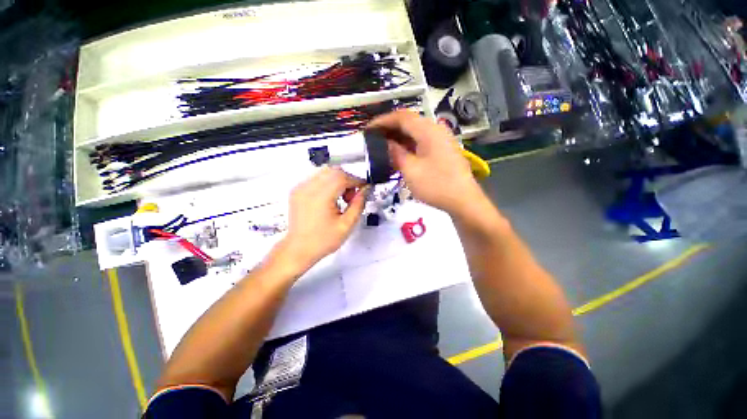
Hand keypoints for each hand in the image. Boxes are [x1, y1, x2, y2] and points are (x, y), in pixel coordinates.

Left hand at [276, 167, 366, 271]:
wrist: (299, 249)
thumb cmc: (322, 241)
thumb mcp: (347, 225)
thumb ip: (358, 204)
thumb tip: (365, 190)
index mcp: (321, 196)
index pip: (342, 177)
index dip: (356, 181)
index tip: (363, 188)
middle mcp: (308, 188)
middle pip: (334, 171)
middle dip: (347, 180)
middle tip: (351, 196)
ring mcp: (300, 188)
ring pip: (325, 172)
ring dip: (337, 180)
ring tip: (340, 198)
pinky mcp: (297, 191)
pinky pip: (316, 178)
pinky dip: (327, 183)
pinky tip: (329, 199)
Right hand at [368, 110, 482, 216]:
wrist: (463, 200)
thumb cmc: (435, 185)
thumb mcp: (410, 170)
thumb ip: (395, 153)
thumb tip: (385, 143)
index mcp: (428, 130)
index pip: (401, 117)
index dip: (383, 121)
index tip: (368, 129)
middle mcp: (436, 130)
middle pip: (409, 122)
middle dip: (390, 129)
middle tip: (374, 139)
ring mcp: (441, 140)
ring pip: (415, 133)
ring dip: (399, 138)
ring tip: (383, 147)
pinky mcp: (442, 150)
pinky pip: (421, 142)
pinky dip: (408, 146)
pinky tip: (400, 155)